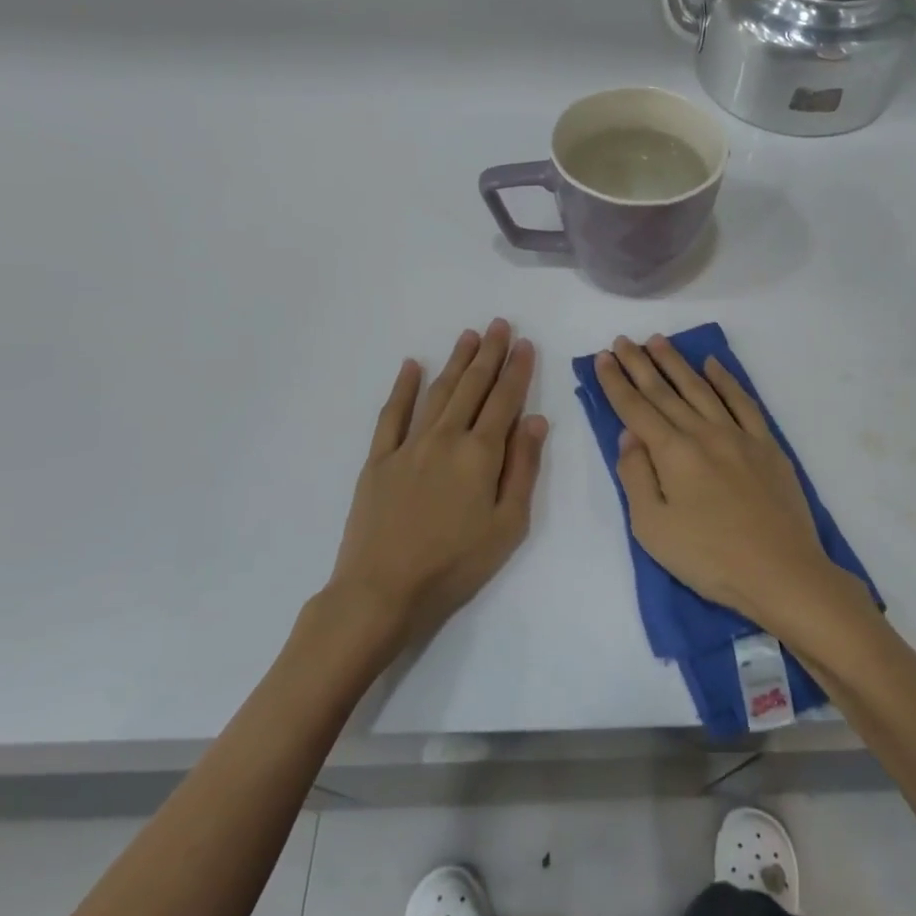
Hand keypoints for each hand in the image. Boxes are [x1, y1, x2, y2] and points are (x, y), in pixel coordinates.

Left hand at [327, 320, 546, 653]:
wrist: (383, 590)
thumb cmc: (456, 564)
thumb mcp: (508, 524)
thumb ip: (523, 468)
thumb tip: (536, 421)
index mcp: (481, 454)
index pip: (505, 400)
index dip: (517, 370)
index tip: (525, 344)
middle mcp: (446, 438)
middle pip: (472, 387)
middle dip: (488, 353)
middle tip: (499, 324)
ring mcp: (408, 445)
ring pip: (437, 392)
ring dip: (455, 362)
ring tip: (468, 335)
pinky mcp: (379, 459)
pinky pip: (392, 414)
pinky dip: (403, 388)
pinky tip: (412, 366)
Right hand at [594, 335, 844, 635]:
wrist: (781, 571)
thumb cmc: (709, 558)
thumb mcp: (652, 528)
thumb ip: (636, 476)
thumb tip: (629, 436)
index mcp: (673, 453)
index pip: (636, 409)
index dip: (616, 383)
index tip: (604, 357)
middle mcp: (703, 433)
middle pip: (665, 391)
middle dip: (640, 364)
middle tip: (623, 341)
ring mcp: (739, 435)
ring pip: (701, 388)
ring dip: (677, 363)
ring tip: (658, 341)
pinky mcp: (767, 445)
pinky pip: (743, 401)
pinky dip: (726, 380)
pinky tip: (714, 365)